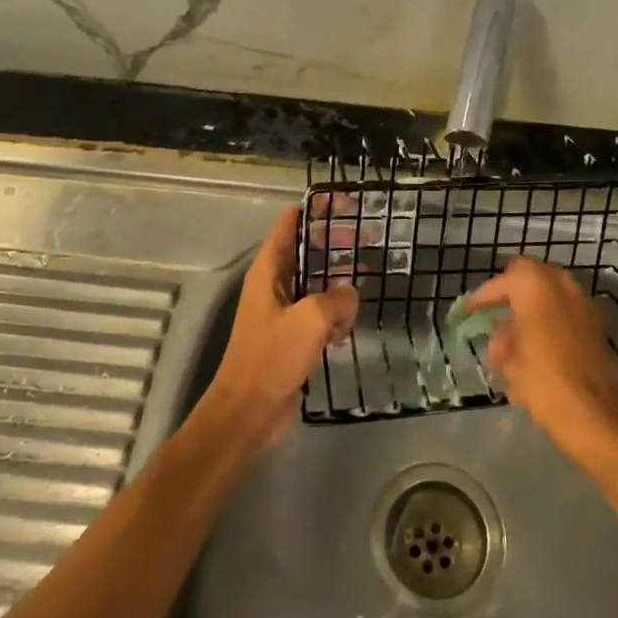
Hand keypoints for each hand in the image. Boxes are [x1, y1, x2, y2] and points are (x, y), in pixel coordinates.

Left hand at [199, 205, 358, 448]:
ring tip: (369, 279)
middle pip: (307, 250)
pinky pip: (318, 316)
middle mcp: (274, 285)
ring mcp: (283, 313)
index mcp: (269, 271)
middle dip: (335, 243)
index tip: (347, 203)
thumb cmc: (272, 358)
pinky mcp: (292, 339)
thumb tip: (350, 292)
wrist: (248, 414)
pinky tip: (351, 327)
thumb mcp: (310, 319)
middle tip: (368, 238)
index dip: (316, 208)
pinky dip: (335, 315)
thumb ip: (336, 298)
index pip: (290, 223)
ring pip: (316, 285)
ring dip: (339, 283)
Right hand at [462, 257, 617, 463]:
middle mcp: (560, 283)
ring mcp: (582, 300)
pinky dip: (551, 312)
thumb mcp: (509, 362)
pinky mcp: (596, 321)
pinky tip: (541, 335)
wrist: (593, 414)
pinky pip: (566, 304)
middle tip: (495, 308)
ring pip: (550, 286)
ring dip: (533, 298)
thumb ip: (501, 340)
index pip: (499, 283)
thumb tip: (501, 333)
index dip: (481, 297)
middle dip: (510, 287)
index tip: (469, 310)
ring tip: (517, 322)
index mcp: (533, 286)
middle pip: (528, 273)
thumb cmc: (542, 382)